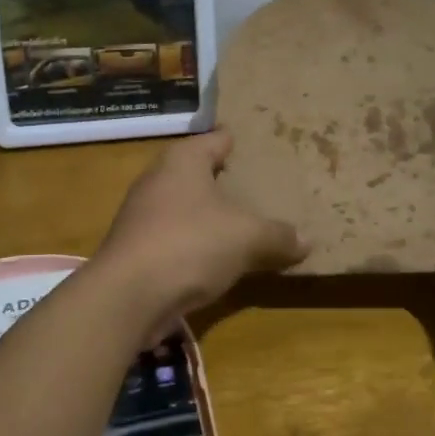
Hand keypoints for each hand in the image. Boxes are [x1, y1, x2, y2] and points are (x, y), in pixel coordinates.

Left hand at [95, 131, 306, 316]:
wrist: (128, 296)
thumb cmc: (190, 244)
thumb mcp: (247, 238)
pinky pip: (176, 238)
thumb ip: (278, 236)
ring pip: (185, 207)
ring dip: (210, 216)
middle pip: (198, 172)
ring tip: (244, 223)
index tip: (260, 145)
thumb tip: (306, 240)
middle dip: (225, 180)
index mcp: (183, 160)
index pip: (215, 139)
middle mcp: (158, 179)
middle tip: (261, 186)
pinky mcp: (137, 249)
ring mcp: (142, 215)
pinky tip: (218, 258)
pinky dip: (196, 244)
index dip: (237, 141)